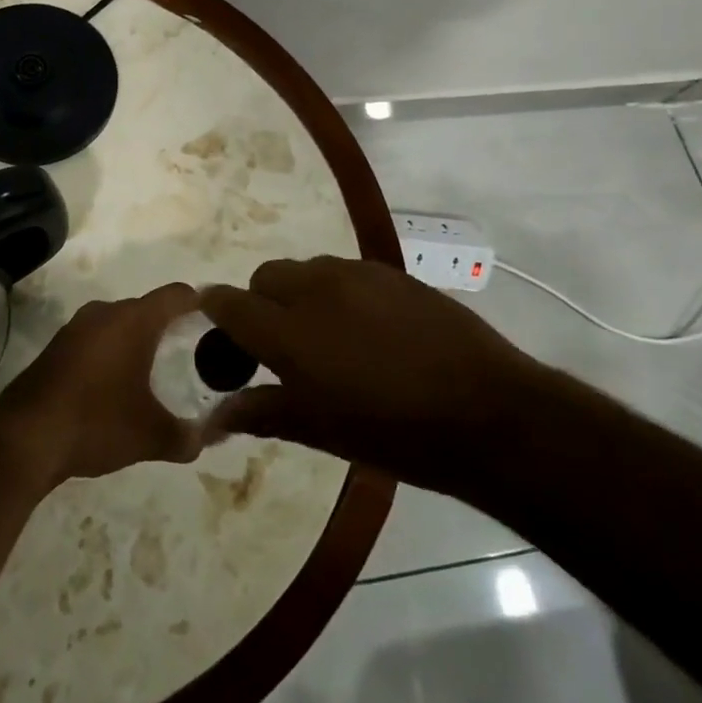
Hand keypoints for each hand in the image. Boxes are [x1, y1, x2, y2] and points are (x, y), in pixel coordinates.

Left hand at [0, 283, 203, 489]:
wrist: (23, 438)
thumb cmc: (96, 423)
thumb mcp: (151, 436)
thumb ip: (189, 436)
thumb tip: (211, 437)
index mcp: (133, 320)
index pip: (177, 295)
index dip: (201, 303)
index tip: (219, 320)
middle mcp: (105, 312)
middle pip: (148, 308)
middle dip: (172, 327)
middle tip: (195, 354)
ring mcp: (76, 327)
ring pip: (120, 323)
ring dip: (139, 340)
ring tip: (160, 371)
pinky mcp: (57, 346)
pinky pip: (98, 338)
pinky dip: (114, 352)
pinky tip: (119, 385)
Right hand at [201, 256, 539, 494]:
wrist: (486, 410)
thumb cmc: (394, 433)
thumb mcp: (321, 430)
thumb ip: (263, 412)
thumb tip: (217, 414)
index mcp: (289, 330)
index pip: (229, 303)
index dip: (215, 312)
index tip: (218, 332)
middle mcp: (315, 288)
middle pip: (265, 276)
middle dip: (260, 302)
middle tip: (280, 344)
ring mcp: (356, 273)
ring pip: (306, 269)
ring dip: (300, 293)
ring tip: (327, 335)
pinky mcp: (391, 272)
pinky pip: (345, 271)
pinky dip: (337, 291)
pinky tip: (366, 327)